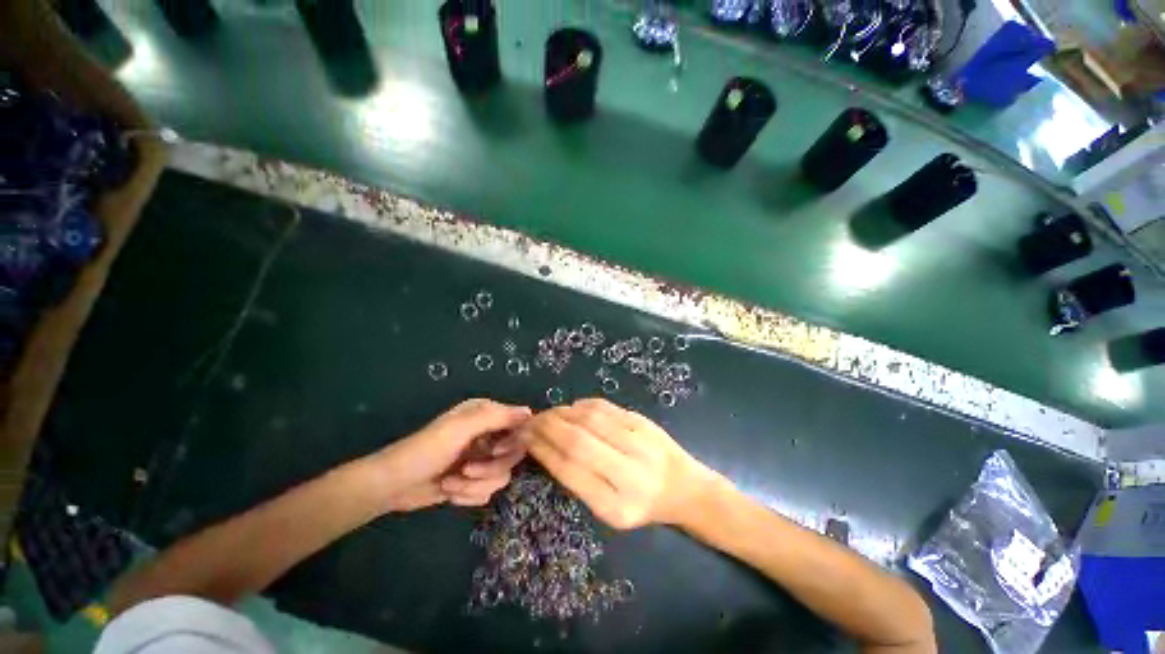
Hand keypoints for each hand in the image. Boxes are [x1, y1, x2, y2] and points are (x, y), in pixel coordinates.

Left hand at [369, 399, 531, 511]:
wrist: (393, 486)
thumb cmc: (426, 450)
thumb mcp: (461, 428)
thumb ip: (497, 417)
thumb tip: (530, 413)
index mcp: (486, 415)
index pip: (519, 425)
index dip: (513, 441)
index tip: (496, 452)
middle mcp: (488, 435)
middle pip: (512, 455)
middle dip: (489, 469)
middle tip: (467, 470)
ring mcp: (481, 459)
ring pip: (500, 477)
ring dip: (474, 485)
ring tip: (451, 483)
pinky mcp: (473, 481)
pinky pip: (487, 491)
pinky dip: (468, 494)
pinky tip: (450, 491)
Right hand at [520, 398, 720, 529]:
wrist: (684, 487)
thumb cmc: (643, 506)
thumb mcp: (608, 511)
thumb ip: (578, 481)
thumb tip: (547, 446)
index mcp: (616, 505)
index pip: (570, 469)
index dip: (543, 450)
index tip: (525, 438)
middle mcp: (629, 471)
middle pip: (578, 440)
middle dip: (547, 427)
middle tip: (530, 422)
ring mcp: (639, 441)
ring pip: (589, 418)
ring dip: (562, 413)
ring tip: (547, 415)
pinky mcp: (643, 421)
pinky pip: (605, 407)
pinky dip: (582, 405)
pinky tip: (571, 409)